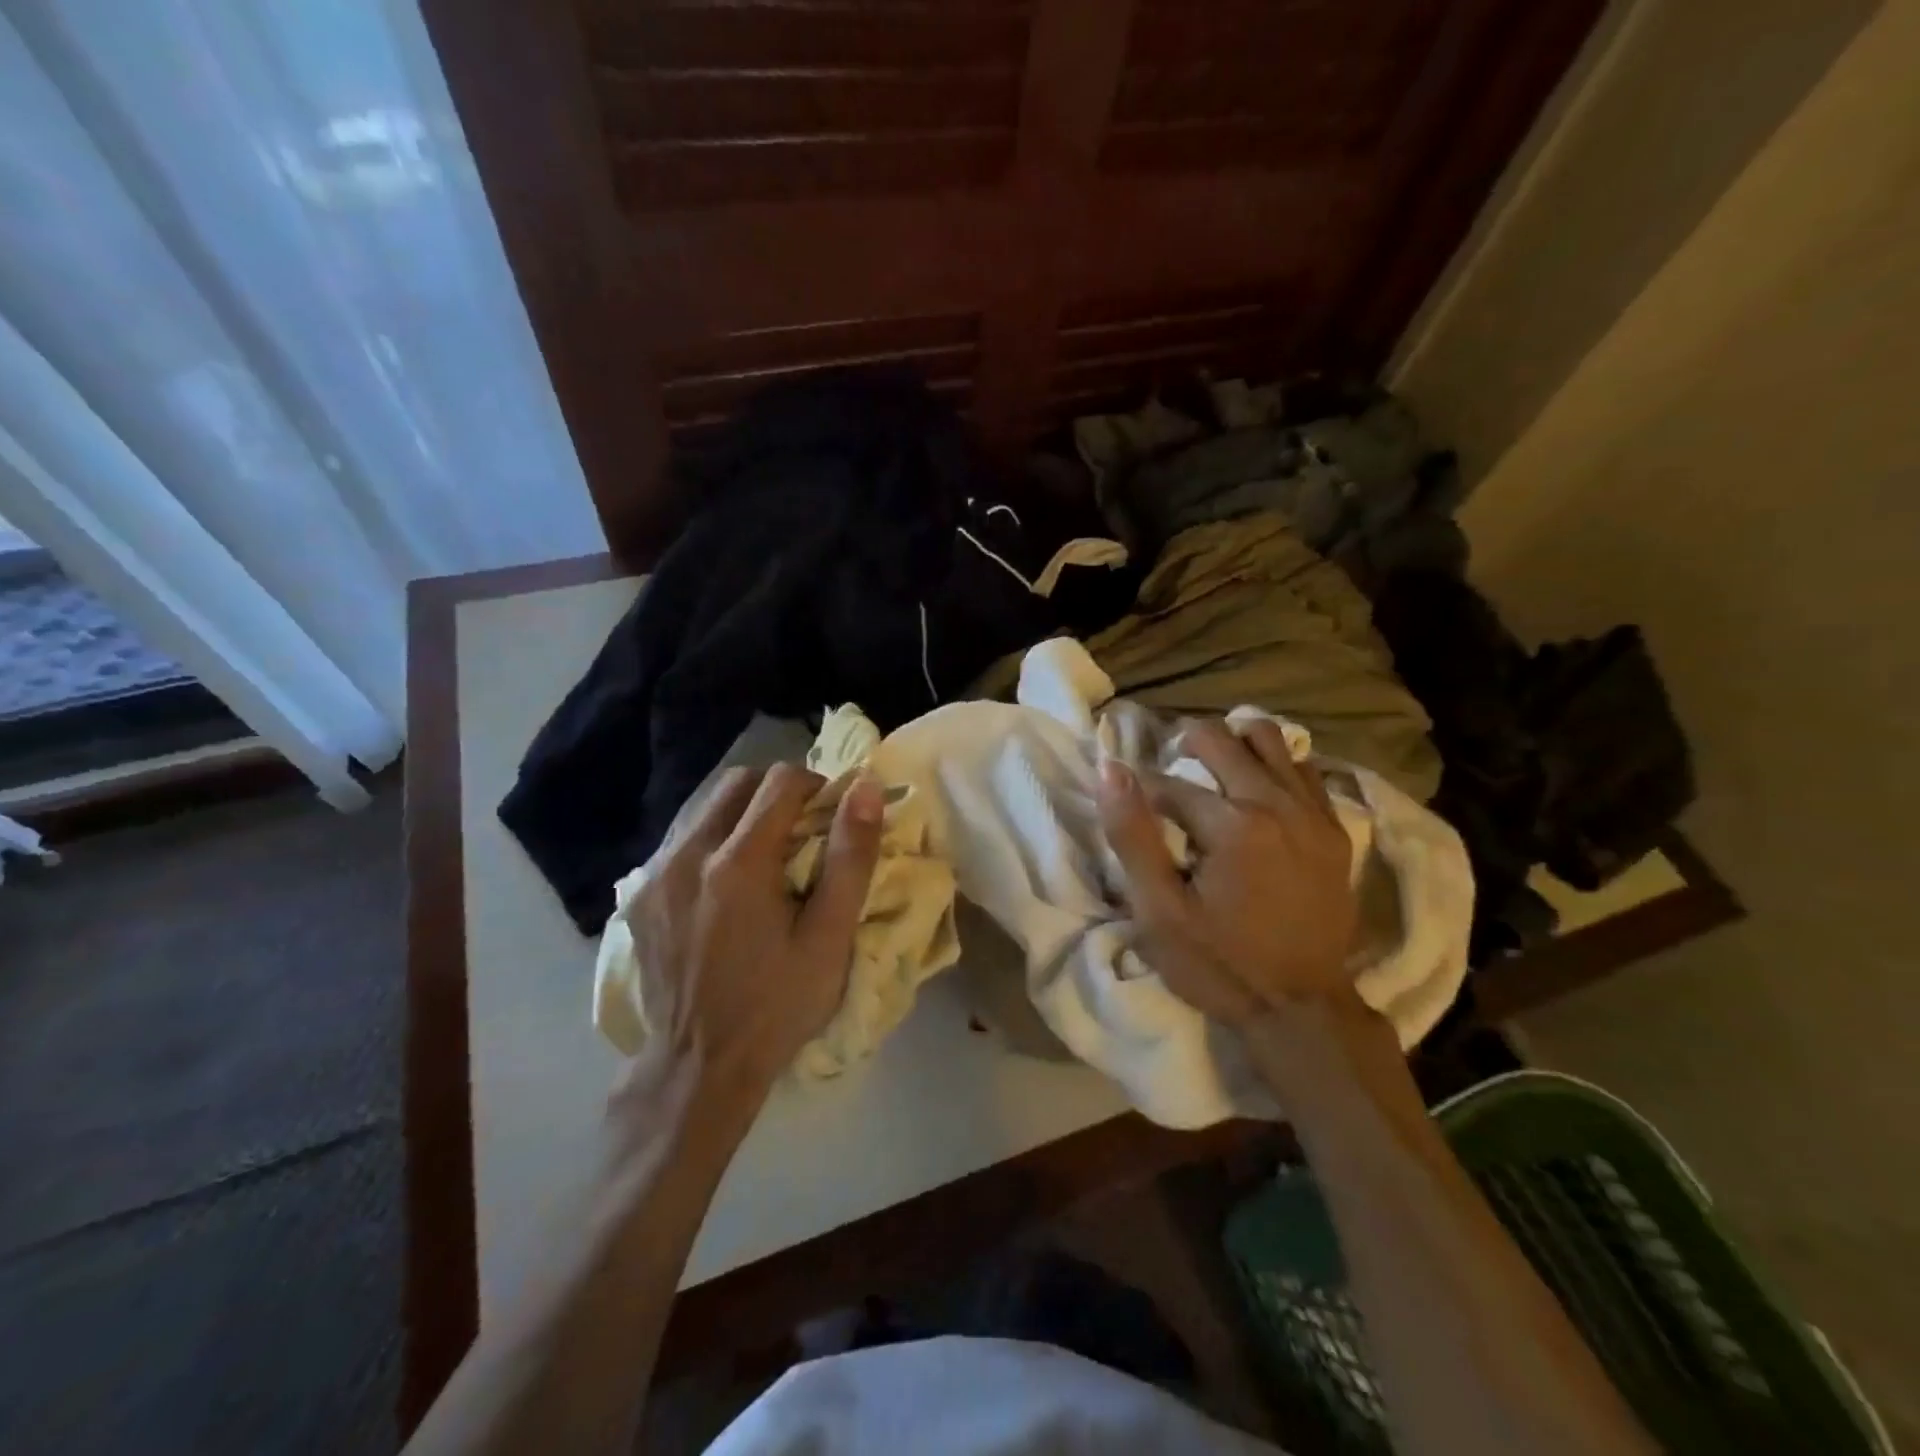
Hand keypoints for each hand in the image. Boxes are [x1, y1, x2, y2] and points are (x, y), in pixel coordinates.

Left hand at [619, 763, 884, 1100]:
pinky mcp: (640, 897)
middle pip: (738, 782)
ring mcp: (657, 875)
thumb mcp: (830, 938)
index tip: (832, 816)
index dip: (815, 786)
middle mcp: (689, 855)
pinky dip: (713, 840)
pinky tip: (728, 881)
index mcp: (739, 863)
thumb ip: (851, 857)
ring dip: (744, 813)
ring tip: (768, 854)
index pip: (780, 782)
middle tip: (804, 829)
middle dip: (778, 792)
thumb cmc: (777, 1004)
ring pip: (705, 807)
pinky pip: (682, 840)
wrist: (699, 1067)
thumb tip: (866, 788)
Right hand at [1097, 719, 1358, 1022]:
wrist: (1302, 1010)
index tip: (1128, 799)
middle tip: (1168, 771)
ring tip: (1211, 765)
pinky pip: (1304, 770)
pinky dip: (1274, 765)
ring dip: (1234, 742)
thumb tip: (1110, 769)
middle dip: (1186, 744)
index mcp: (1232, 824)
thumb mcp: (1159, 911)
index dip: (1139, 787)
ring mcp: (1313, 814)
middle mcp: (1277, 804)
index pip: (1169, 782)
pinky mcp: (1335, 831)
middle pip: (1223, 740)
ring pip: (1271, 740)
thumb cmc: (1219, 964)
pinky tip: (1255, 787)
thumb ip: (1132, 835)